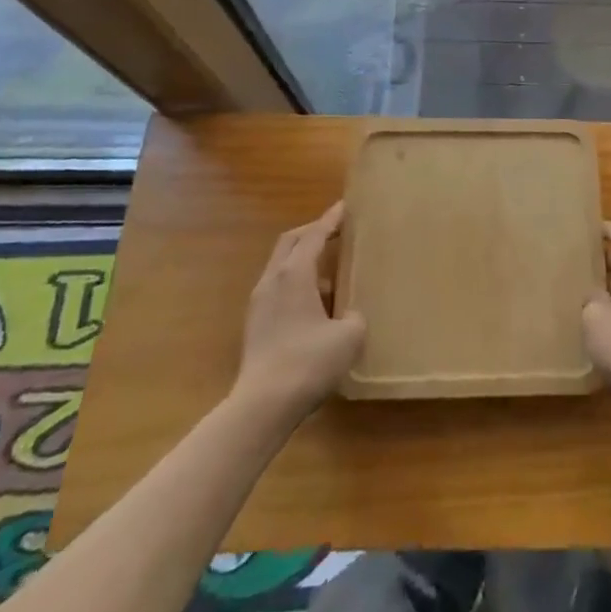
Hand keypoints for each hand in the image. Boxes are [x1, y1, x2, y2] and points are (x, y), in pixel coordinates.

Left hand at [233, 203, 365, 426]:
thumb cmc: (308, 362)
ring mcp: (259, 303)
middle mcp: (272, 280)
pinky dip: (297, 283)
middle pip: (290, 243)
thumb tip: (349, 315)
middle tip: (336, 231)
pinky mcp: (255, 325)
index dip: (331, 219)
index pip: (314, 235)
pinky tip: (315, 305)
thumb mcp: (349, 336)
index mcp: (294, 274)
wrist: (262, 405)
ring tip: (331, 273)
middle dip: (313, 232)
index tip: (345, 206)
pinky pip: (278, 288)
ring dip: (304, 260)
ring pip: (281, 266)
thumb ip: (354, 316)